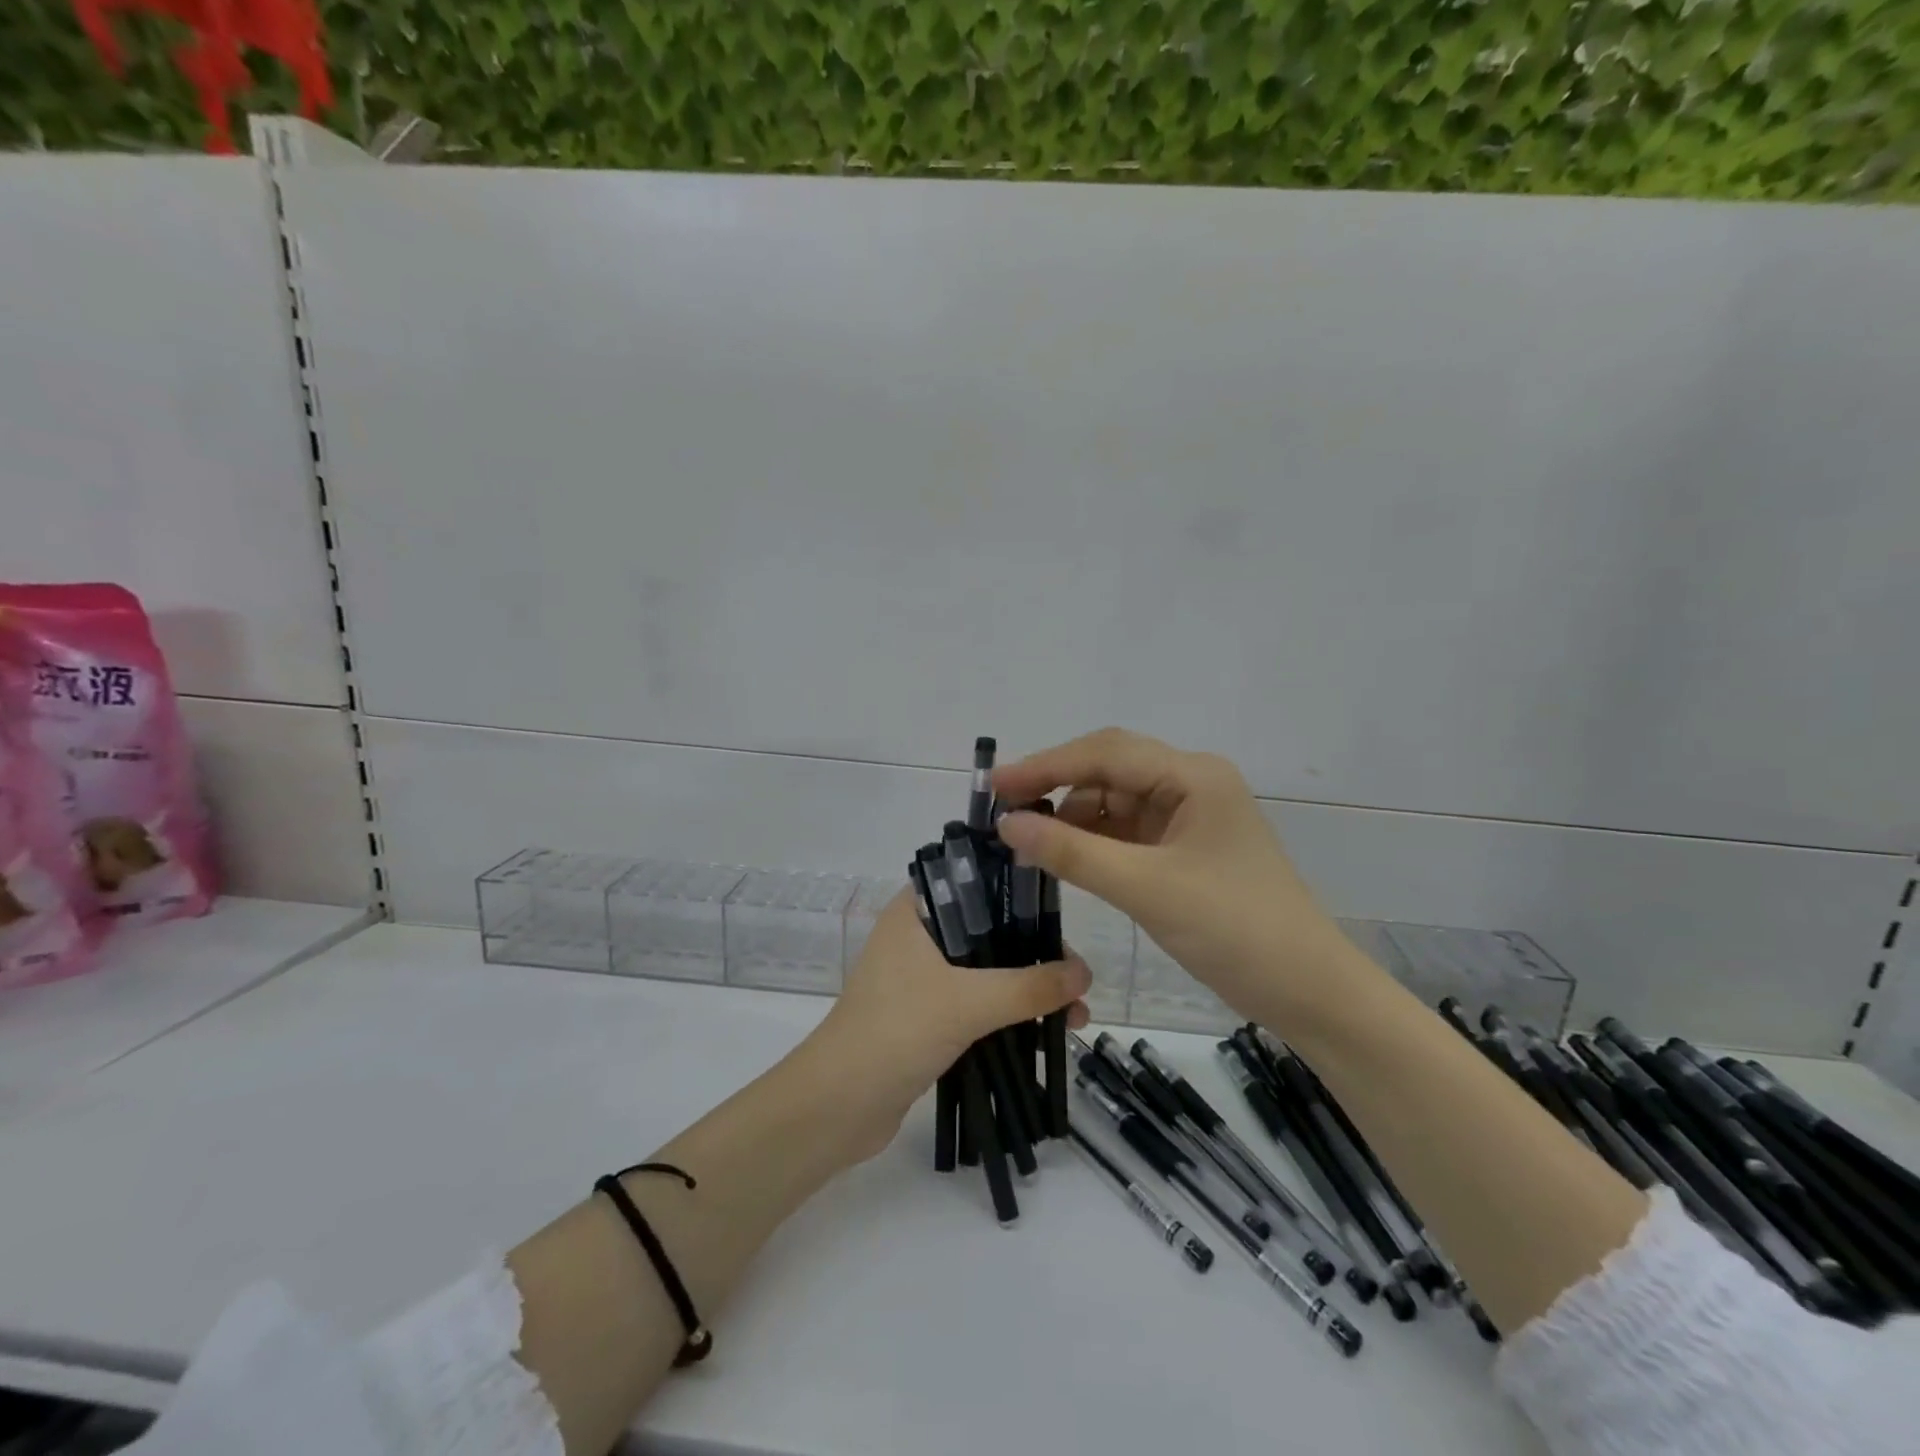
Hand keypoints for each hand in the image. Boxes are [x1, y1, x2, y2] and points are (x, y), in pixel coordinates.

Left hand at [805, 889, 1089, 1162]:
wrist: (838, 1107)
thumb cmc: (897, 1032)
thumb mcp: (968, 1003)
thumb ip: (1029, 986)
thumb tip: (1085, 973)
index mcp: (916, 911)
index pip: (975, 880)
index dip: (1019, 892)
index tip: (1061, 913)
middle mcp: (918, 935)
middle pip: (989, 929)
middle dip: (1036, 952)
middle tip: (1077, 977)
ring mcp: (921, 977)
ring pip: (988, 969)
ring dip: (1029, 988)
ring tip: (1077, 1014)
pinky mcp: (927, 1015)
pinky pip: (979, 1002)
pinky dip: (1010, 1012)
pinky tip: (1047, 1030)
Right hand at [993, 728, 1361, 1025]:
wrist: (1308, 992)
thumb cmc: (1234, 929)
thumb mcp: (1146, 888)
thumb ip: (1073, 852)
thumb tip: (1007, 824)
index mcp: (1193, 776)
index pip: (1105, 753)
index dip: (1045, 765)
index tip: (994, 787)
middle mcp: (1190, 784)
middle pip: (1109, 770)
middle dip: (1055, 786)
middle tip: (1003, 812)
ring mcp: (1188, 817)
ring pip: (1114, 802)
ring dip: (1072, 817)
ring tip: (1027, 842)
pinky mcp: (1183, 849)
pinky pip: (1126, 832)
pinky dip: (1092, 842)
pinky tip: (1063, 857)